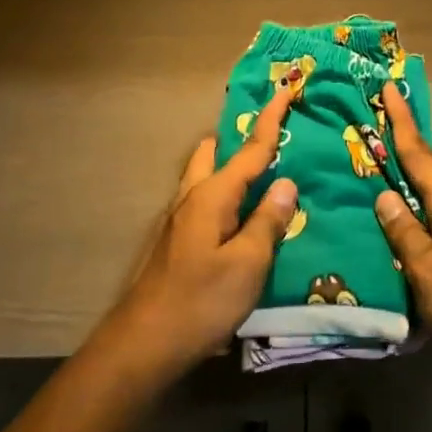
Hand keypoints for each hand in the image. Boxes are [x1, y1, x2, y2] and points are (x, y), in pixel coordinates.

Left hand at [113, 83, 299, 378]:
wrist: (145, 342)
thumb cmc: (201, 301)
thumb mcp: (247, 264)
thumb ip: (267, 221)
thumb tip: (286, 184)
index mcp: (212, 196)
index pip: (249, 149)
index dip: (270, 120)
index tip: (284, 89)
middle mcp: (191, 198)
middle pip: (215, 153)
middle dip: (240, 141)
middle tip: (272, 144)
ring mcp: (178, 220)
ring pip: (205, 177)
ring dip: (231, 169)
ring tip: (263, 181)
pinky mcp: (176, 241)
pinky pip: (204, 202)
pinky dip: (225, 197)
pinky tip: (242, 221)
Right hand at [372, 86, 431, 401]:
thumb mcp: (431, 273)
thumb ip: (405, 234)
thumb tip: (384, 195)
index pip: (420, 156)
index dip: (401, 122)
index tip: (388, 87)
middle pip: (425, 169)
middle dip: (400, 142)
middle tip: (372, 118)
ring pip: (425, 196)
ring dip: (403, 175)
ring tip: (373, 162)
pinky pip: (428, 220)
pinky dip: (409, 208)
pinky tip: (393, 217)